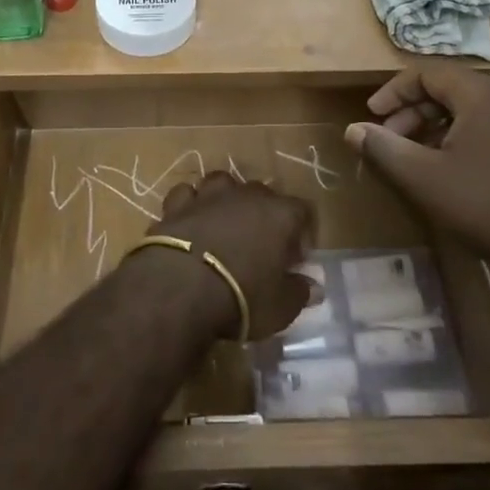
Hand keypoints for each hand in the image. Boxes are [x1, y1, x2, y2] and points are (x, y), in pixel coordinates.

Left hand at [146, 172, 315, 338]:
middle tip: (261, 247)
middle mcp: (245, 195)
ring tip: (224, 225)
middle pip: (263, 194)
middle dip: (265, 216)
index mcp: (279, 214)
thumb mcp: (281, 307)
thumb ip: (299, 292)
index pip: (303, 210)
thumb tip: (313, 286)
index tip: (296, 260)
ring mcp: (208, 195)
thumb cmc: (241, 297)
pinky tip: (190, 222)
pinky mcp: (176, 204)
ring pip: (223, 183)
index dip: (303, 233)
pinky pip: (187, 194)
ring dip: (226, 200)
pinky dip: (190, 205)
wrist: (179, 288)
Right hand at [343, 63, 489, 294]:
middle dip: (413, 109)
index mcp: (485, 96)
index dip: (395, 91)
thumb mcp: (423, 178)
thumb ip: (383, 148)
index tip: (372, 115)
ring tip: (415, 155)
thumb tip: (354, 129)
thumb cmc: (485, 207)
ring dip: (436, 124)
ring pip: (472, 109)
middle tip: (390, 137)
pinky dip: (463, 136)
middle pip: (451, 88)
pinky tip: (452, 170)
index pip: (429, 73)